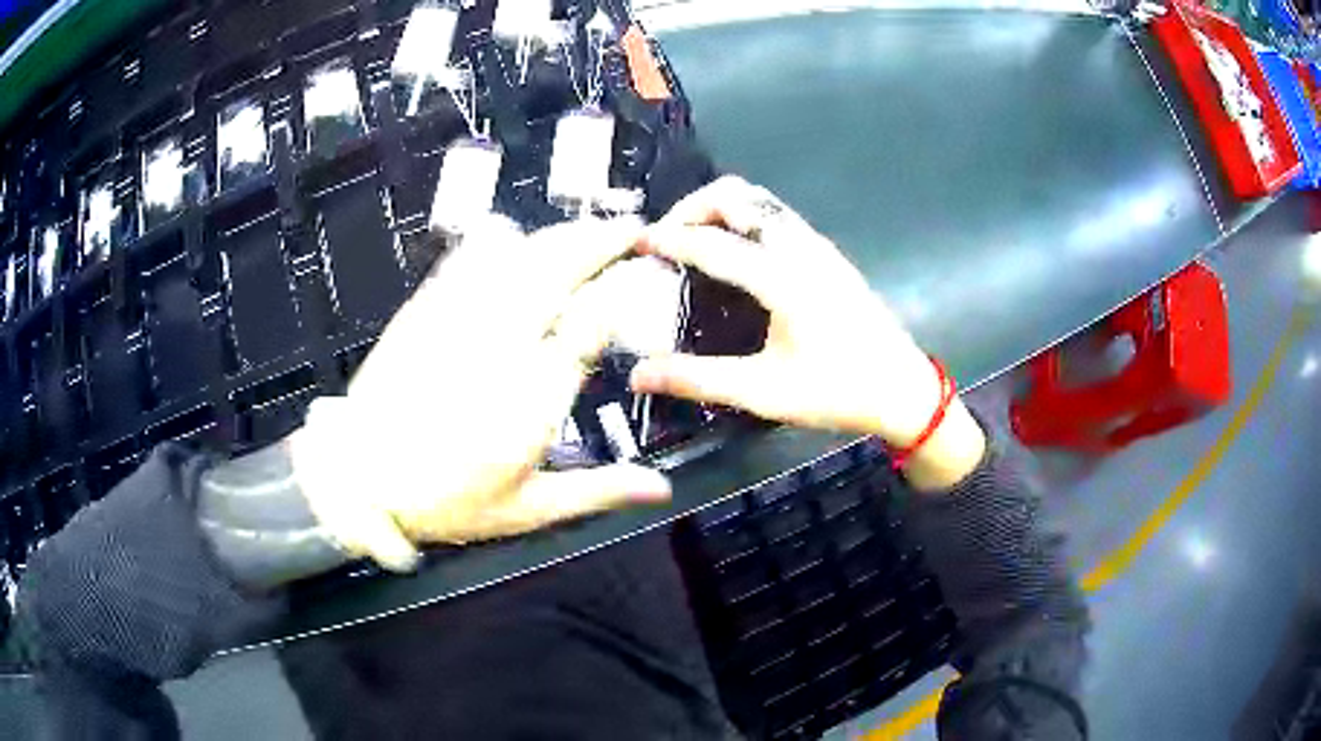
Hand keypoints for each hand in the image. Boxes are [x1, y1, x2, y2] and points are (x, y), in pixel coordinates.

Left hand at [289, 217, 671, 571]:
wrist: (358, 477)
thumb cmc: (444, 500)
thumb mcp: (527, 509)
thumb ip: (597, 491)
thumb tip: (659, 489)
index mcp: (532, 395)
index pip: (590, 325)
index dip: (621, 295)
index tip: (641, 280)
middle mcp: (501, 343)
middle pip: (558, 270)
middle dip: (599, 242)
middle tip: (629, 229)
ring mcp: (459, 317)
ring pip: (518, 256)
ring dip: (559, 236)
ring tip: (588, 229)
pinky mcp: (427, 307)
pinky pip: (470, 258)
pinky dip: (500, 241)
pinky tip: (516, 237)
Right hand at [631, 177, 985, 490]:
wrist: (901, 387)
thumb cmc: (836, 392)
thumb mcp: (764, 392)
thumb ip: (698, 379)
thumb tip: (638, 375)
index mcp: (783, 279)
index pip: (712, 244)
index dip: (668, 239)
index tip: (635, 242)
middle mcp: (800, 247)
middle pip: (736, 196)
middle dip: (692, 207)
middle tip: (665, 237)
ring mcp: (817, 244)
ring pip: (758, 200)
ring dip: (718, 208)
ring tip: (691, 239)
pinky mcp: (826, 251)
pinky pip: (775, 215)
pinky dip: (743, 218)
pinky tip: (733, 252)